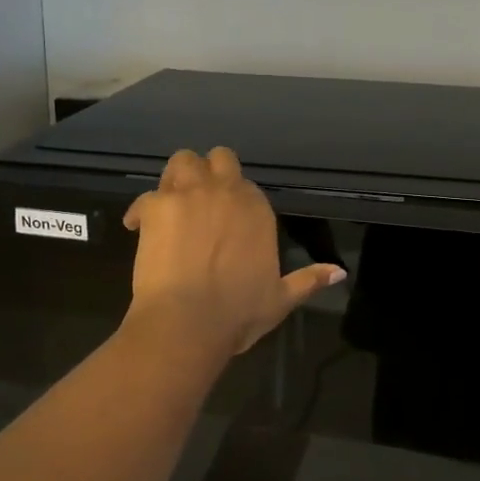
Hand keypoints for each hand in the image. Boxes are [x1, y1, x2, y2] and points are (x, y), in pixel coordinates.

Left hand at [122, 148, 346, 357]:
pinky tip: (139, 227)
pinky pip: (145, 195)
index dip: (236, 198)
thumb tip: (340, 272)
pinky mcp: (154, 206)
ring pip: (181, 161)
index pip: (247, 184)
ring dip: (178, 177)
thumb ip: (309, 280)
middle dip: (209, 172)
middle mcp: (224, 191)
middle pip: (217, 158)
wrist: (187, 321)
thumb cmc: (238, 312)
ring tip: (173, 202)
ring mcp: (187, 194)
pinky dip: (142, 210)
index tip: (228, 219)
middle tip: (200, 198)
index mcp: (256, 209)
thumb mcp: (281, 299)